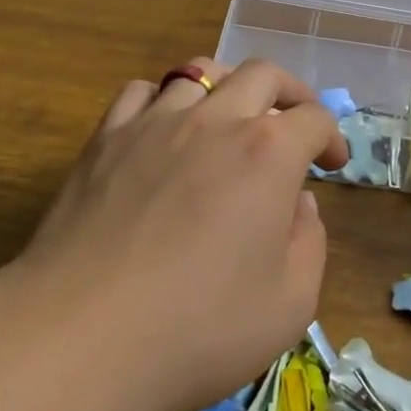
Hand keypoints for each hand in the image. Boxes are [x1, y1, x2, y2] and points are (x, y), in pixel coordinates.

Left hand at [4, 58, 346, 410]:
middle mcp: (215, 120)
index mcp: (268, 153)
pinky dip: (164, 100)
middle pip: (263, 75)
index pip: (314, 118)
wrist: (79, 338)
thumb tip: (298, 204)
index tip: (331, 164)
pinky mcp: (105, 138)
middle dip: (291, 93)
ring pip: (199, 72)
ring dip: (228, 88)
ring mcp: (154, 123)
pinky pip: (141, 92)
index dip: (331, 136)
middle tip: (294, 125)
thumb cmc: (196, 330)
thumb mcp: (289, 306)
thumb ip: (309, 243)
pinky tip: (165, 130)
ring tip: (230, 118)